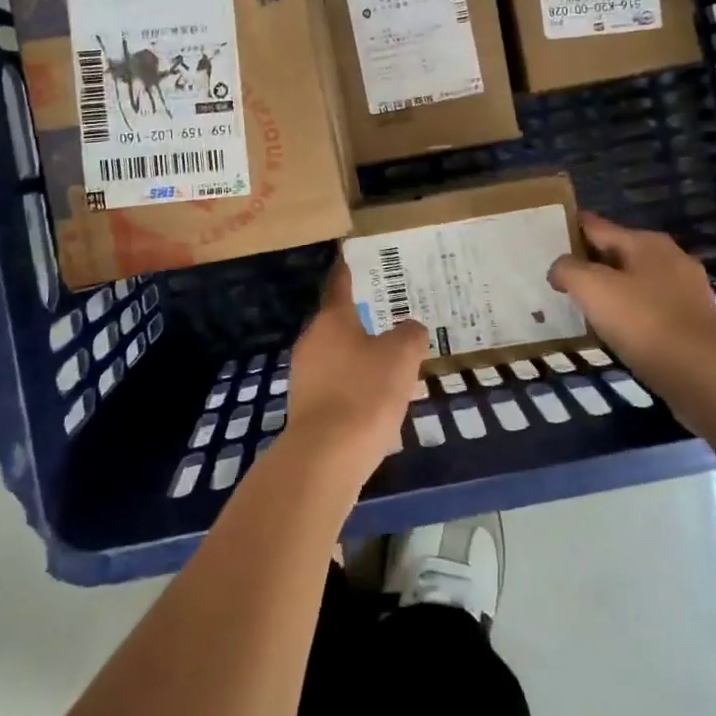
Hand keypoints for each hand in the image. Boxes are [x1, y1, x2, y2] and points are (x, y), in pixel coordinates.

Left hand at [282, 260, 428, 491]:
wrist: (325, 457)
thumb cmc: (364, 393)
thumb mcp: (401, 357)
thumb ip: (410, 335)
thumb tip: (410, 329)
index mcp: (332, 319)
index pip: (340, 283)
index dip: (350, 270)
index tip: (358, 258)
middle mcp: (312, 340)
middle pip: (339, 321)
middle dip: (364, 320)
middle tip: (394, 317)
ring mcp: (305, 375)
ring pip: (338, 355)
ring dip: (361, 356)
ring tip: (392, 362)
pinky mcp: (307, 407)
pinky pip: (336, 384)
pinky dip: (355, 385)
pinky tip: (377, 400)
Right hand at [547, 213, 715, 430]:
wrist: (703, 374)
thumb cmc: (643, 321)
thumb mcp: (591, 288)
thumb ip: (568, 269)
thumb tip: (559, 269)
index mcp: (645, 242)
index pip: (596, 225)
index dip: (568, 228)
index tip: (543, 238)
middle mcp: (669, 258)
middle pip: (616, 252)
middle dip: (588, 262)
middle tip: (557, 276)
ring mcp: (686, 290)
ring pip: (634, 282)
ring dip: (609, 290)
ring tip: (581, 305)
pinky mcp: (692, 322)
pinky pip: (649, 309)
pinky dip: (629, 314)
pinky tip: (613, 330)